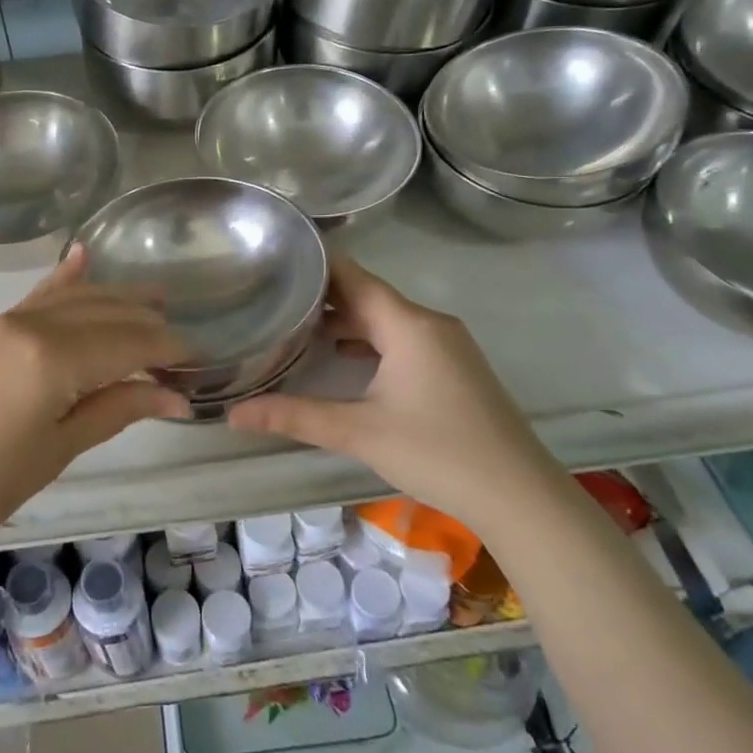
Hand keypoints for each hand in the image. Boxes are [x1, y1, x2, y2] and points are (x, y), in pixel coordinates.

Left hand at [0, 249, 188, 548]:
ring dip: (117, 299)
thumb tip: (175, 396)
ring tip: (156, 300)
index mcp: (55, 356)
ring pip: (76, 298)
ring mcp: (7, 321)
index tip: (199, 361)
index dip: (168, 350)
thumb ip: (118, 409)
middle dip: (149, 325)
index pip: (130, 342)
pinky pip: (37, 296)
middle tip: (182, 345)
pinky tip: (83, 257)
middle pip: (106, 313)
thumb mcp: (59, 449)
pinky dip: (64, 279)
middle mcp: (33, 324)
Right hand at [225, 254, 563, 529]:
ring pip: (386, 320)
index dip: (315, 264)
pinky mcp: (455, 368)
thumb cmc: (437, 451)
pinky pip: (403, 339)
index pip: (352, 276)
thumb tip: (233, 414)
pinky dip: (370, 342)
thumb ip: (295, 417)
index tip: (275, 257)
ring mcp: (447, 346)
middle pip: (368, 296)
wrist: (519, 495)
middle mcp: (429, 323)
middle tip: (273, 296)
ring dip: (346, 322)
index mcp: (408, 324)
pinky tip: (343, 360)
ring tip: (297, 326)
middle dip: (322, 296)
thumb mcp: (359, 432)